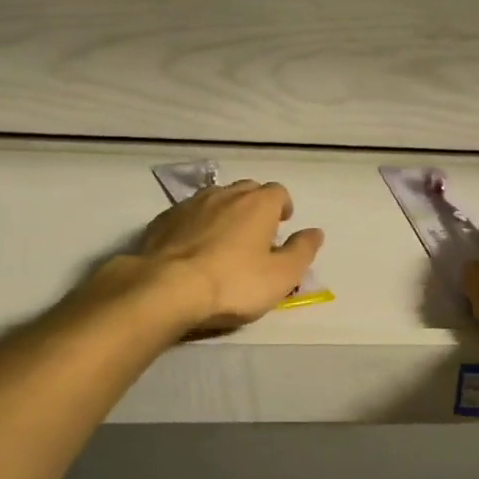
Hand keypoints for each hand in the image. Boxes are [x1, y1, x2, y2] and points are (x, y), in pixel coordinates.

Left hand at [119, 180, 324, 334]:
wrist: (167, 288)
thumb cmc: (233, 282)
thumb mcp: (281, 276)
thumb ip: (302, 251)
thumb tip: (315, 232)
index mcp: (258, 203)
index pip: (278, 192)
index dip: (282, 207)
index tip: (282, 225)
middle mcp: (225, 194)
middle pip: (246, 190)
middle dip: (254, 205)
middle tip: (255, 233)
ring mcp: (191, 204)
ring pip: (215, 199)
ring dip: (224, 212)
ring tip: (224, 239)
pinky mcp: (163, 220)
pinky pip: (188, 214)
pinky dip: (196, 224)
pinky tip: (193, 248)